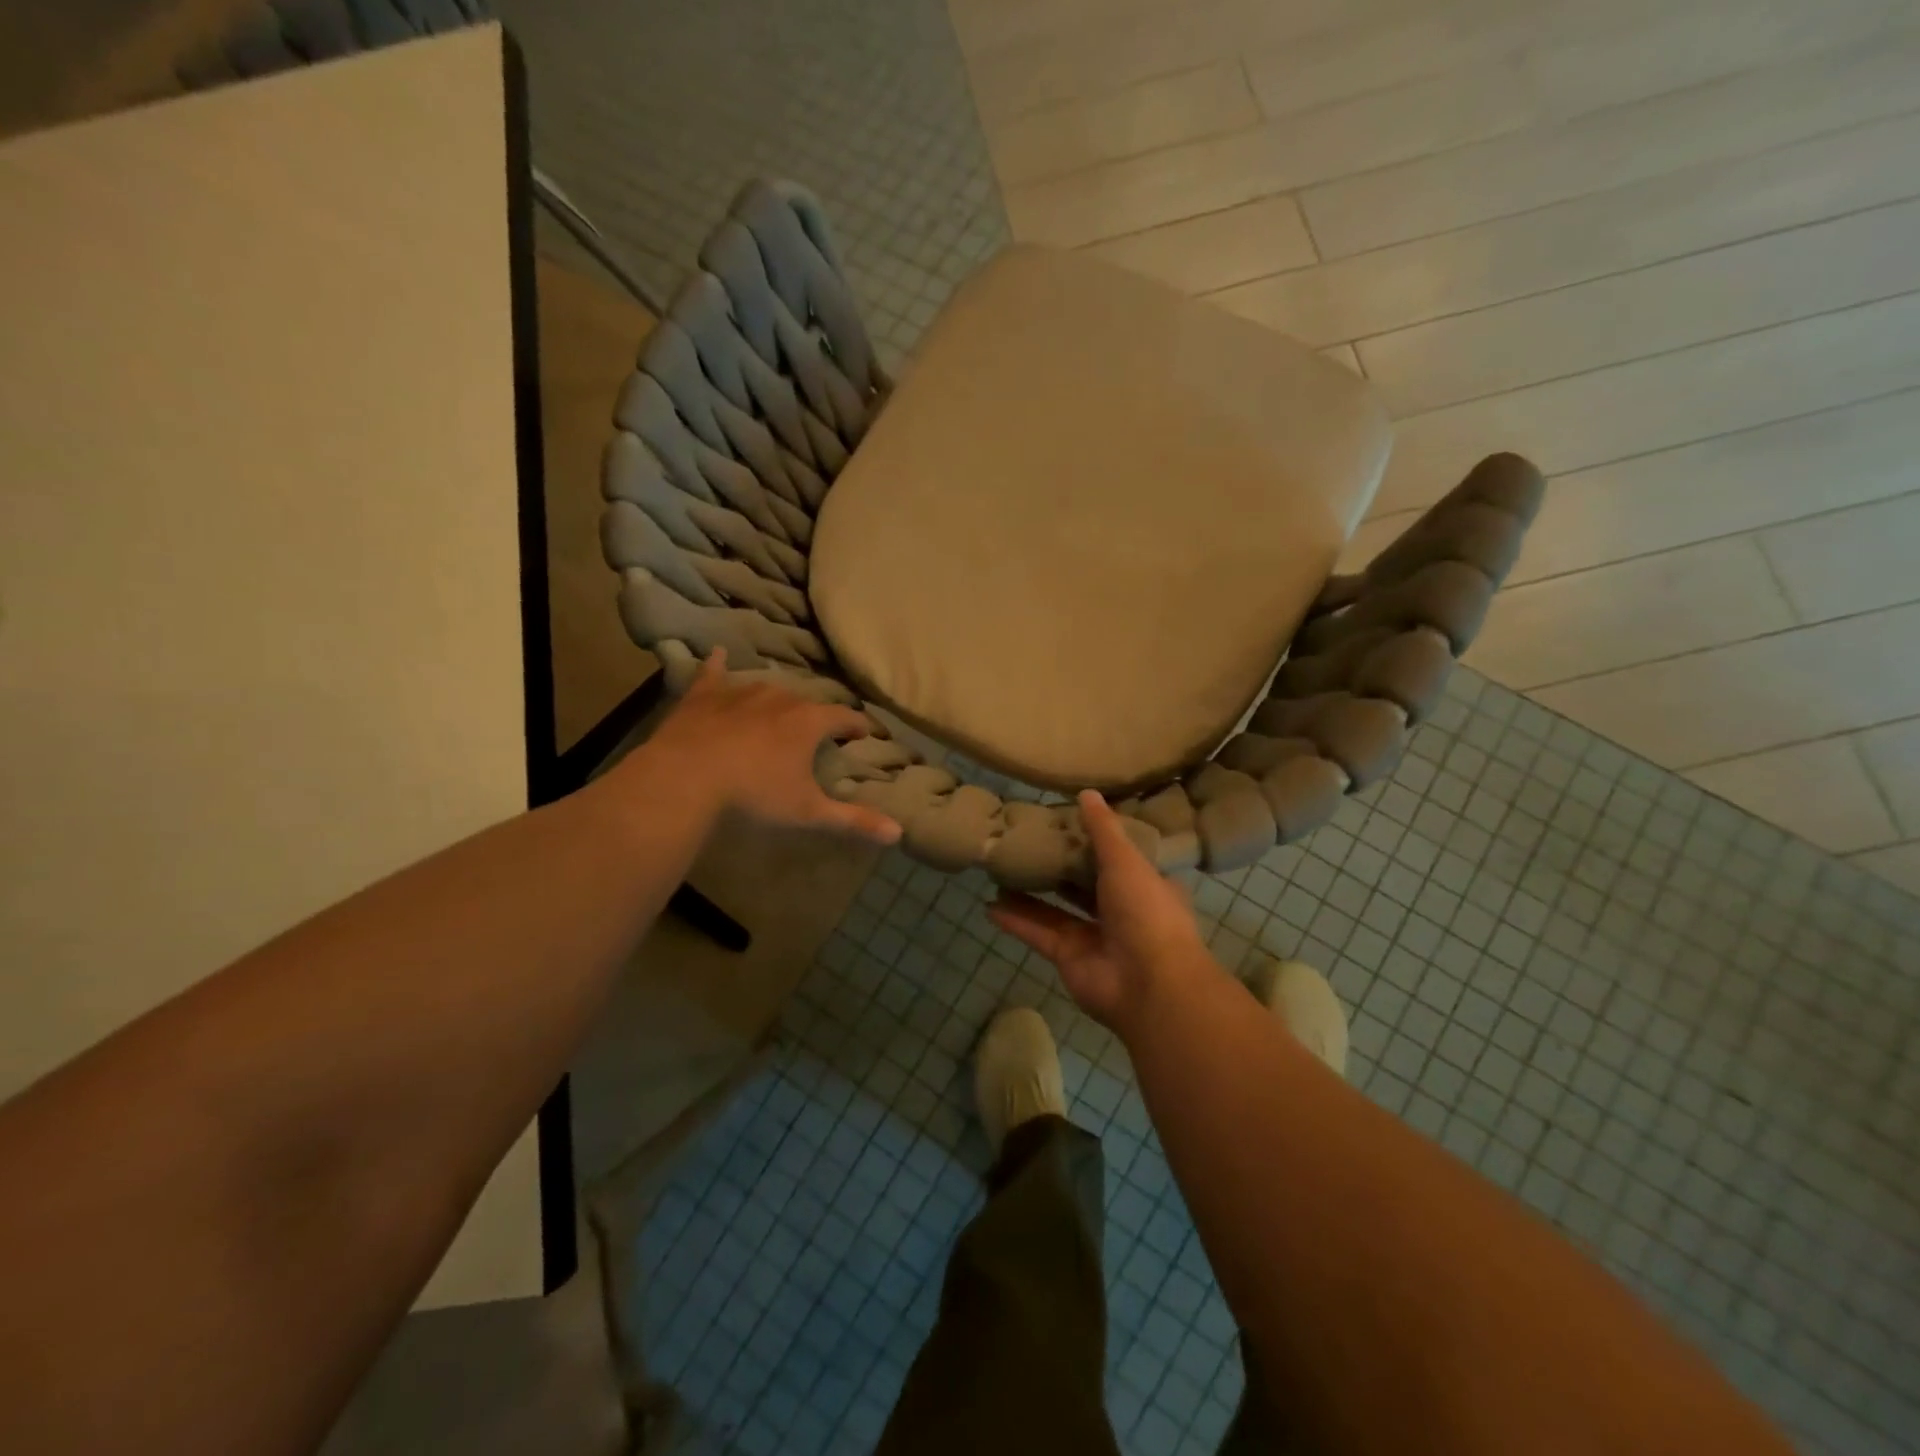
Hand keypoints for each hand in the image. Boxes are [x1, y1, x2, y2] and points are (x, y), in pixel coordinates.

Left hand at [639, 650, 901, 843]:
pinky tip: (717, 654)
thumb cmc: (754, 793)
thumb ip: (852, 819)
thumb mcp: (807, 811)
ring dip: (775, 700)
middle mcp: (780, 697)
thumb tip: (898, 833)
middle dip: (814, 715)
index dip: (857, 725)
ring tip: (775, 712)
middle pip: (806, 702)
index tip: (864, 733)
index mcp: (809, 721)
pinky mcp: (703, 694)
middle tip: (814, 732)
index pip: (844, 717)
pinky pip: (714, 673)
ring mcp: (739, 691)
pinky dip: (718, 667)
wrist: (685, 777)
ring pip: (766, 689)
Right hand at [989, 790, 1213, 1031]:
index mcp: (1145, 886)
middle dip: (1058, 866)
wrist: (1148, 984)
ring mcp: (1093, 937)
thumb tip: (1087, 792)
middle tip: (1027, 843)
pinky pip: (1038, 933)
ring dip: (1030, 892)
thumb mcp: (1126, 860)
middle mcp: (1120, 911)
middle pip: (1083, 883)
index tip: (1066, 822)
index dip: (1095, 841)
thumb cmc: (1146, 911)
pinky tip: (990, 904)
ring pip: (1056, 909)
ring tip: (1002, 869)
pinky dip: (1016, 920)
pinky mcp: (1068, 958)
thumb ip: (1103, 829)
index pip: (1119, 858)